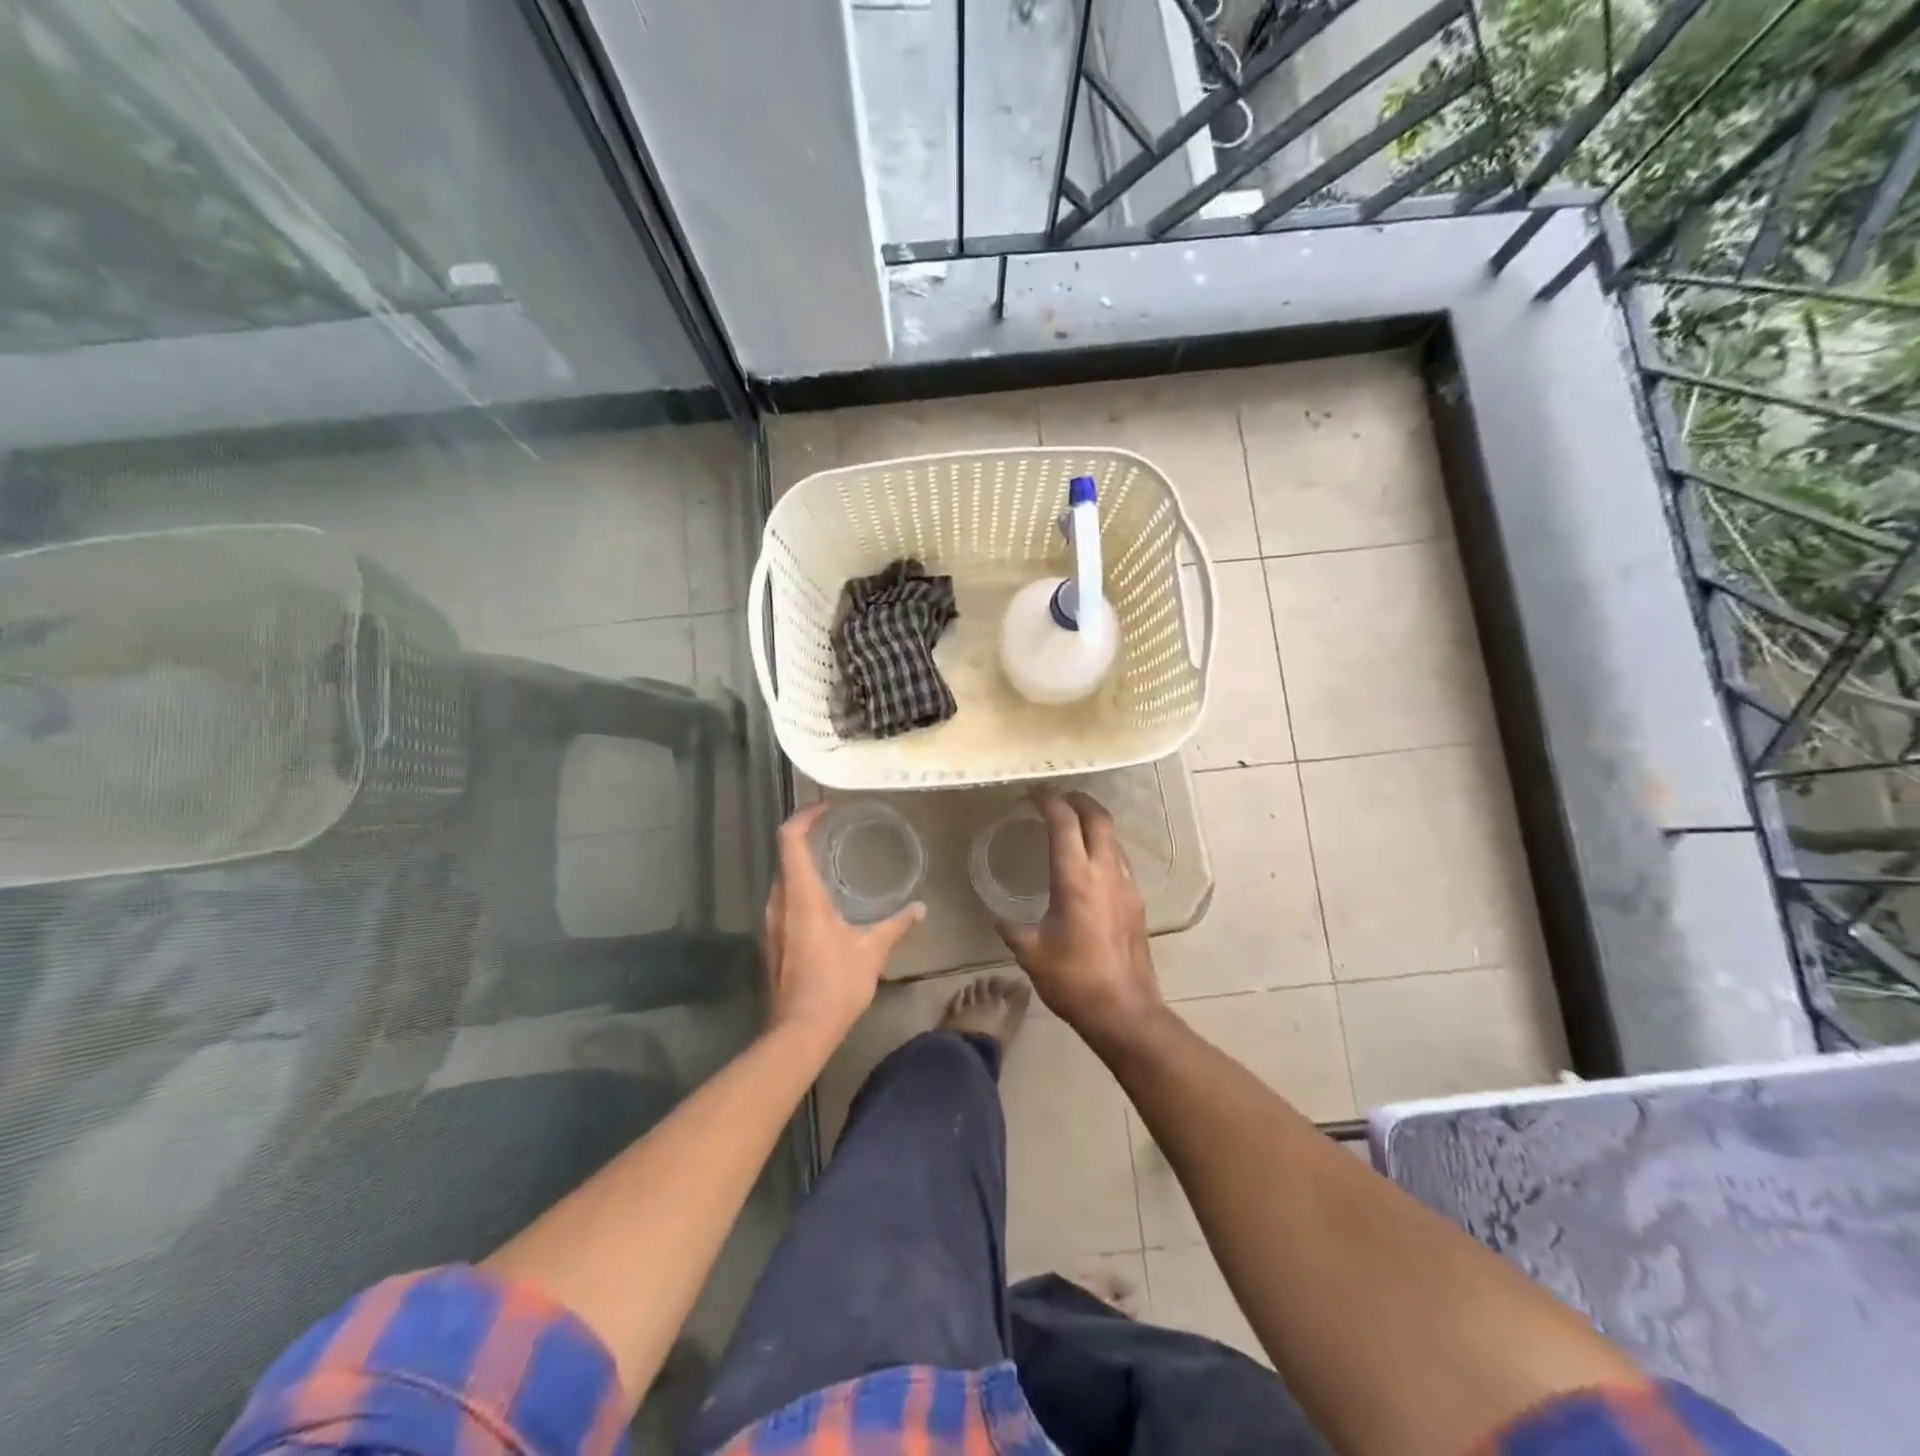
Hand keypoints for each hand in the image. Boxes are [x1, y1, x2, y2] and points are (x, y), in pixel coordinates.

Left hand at [763, 803, 924, 1045]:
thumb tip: (920, 909)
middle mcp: (779, 903)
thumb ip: (895, 925)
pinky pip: (783, 903)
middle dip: (806, 839)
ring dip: (802, 867)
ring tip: (833, 864)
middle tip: (835, 833)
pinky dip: (800, 891)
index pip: (790, 840)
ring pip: (782, 882)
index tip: (825, 808)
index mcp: (801, 896)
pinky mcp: (771, 943)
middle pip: (784, 857)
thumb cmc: (835, 985)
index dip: (803, 816)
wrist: (798, 1033)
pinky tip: (825, 904)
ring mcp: (770, 924)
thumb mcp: (872, 951)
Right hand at [994, 789, 1163, 1050]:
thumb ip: (1011, 928)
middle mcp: (1105, 872)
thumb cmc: (1073, 980)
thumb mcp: (1031, 953)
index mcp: (1076, 879)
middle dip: (1078, 799)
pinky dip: (1103, 846)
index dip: (1048, 801)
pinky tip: (1088, 862)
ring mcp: (1126, 886)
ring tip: (1071, 823)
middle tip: (1057, 796)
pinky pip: (1120, 859)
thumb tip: (998, 917)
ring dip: (1093, 821)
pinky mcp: (1137, 901)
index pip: (1064, 822)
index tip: (1032, 794)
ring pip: (1113, 837)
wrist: (1125, 1011)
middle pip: (1098, 817)